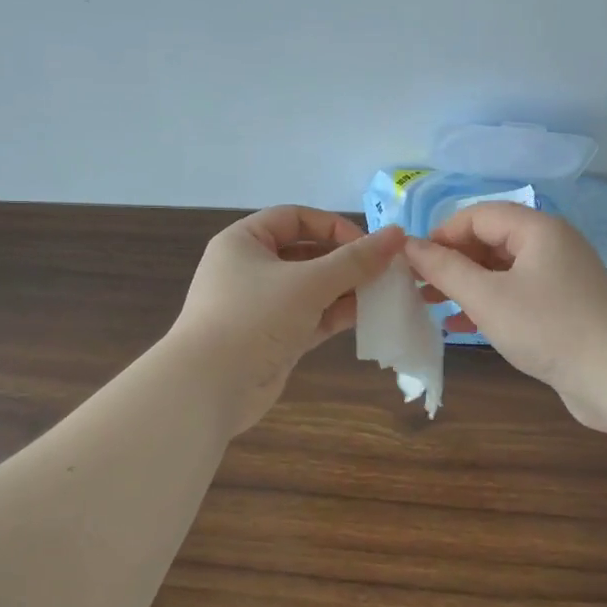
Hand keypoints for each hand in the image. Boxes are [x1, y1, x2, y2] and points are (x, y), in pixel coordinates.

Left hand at [168, 206, 405, 435]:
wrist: (209, 388)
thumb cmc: (254, 318)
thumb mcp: (308, 282)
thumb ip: (355, 260)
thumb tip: (397, 234)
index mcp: (244, 241)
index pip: (295, 218)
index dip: (333, 226)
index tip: (369, 246)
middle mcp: (250, 268)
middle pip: (306, 253)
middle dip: (346, 261)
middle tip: (385, 271)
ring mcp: (262, 306)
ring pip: (312, 288)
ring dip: (346, 290)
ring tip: (385, 294)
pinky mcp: (273, 338)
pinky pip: (311, 317)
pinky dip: (336, 315)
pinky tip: (370, 316)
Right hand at [404, 203, 606, 431]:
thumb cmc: (548, 327)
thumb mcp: (486, 297)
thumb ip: (444, 269)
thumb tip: (409, 245)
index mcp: (536, 229)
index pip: (477, 215)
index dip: (441, 234)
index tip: (413, 263)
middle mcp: (550, 245)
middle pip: (489, 240)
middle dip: (451, 261)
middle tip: (418, 286)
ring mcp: (559, 277)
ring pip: (500, 270)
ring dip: (465, 284)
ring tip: (431, 305)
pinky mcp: (562, 307)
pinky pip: (515, 294)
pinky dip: (487, 304)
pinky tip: (460, 326)